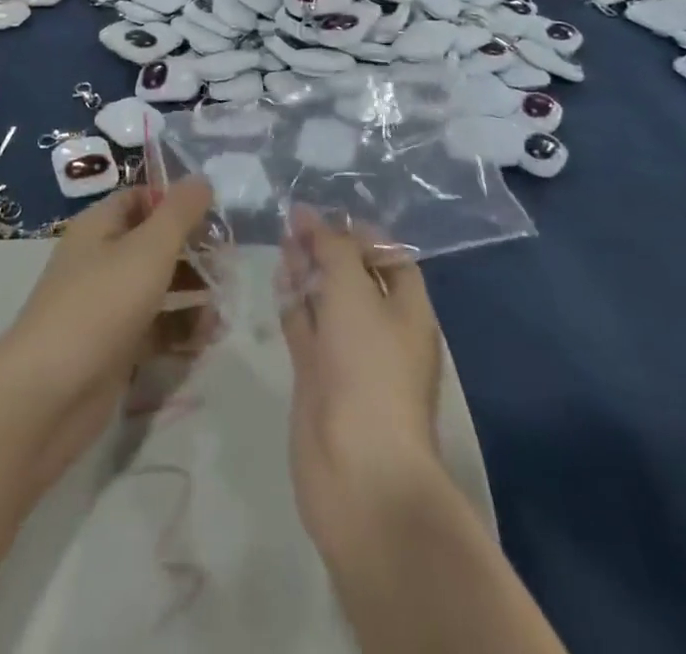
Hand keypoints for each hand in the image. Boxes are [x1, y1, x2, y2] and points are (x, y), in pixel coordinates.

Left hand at [0, 178, 216, 490]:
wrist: (48, 396)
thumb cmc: (100, 305)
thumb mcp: (148, 249)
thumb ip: (180, 213)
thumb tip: (201, 178)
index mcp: (99, 226)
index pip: (141, 198)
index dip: (176, 202)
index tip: (216, 216)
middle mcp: (101, 260)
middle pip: (154, 243)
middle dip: (193, 252)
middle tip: (229, 265)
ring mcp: (106, 306)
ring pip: (158, 288)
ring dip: (193, 294)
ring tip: (224, 309)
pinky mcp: (114, 348)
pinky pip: (154, 329)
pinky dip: (180, 331)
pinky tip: (207, 340)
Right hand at [280, 209, 444, 560]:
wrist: (358, 471)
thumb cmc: (368, 368)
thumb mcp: (354, 292)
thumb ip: (331, 247)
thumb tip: (308, 214)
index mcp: (407, 310)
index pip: (389, 257)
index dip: (359, 232)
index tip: (324, 214)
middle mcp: (382, 330)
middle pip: (354, 276)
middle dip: (327, 248)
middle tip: (292, 222)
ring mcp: (349, 356)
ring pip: (326, 302)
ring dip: (306, 271)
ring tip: (281, 240)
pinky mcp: (319, 378)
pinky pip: (306, 329)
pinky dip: (293, 304)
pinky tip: (277, 280)